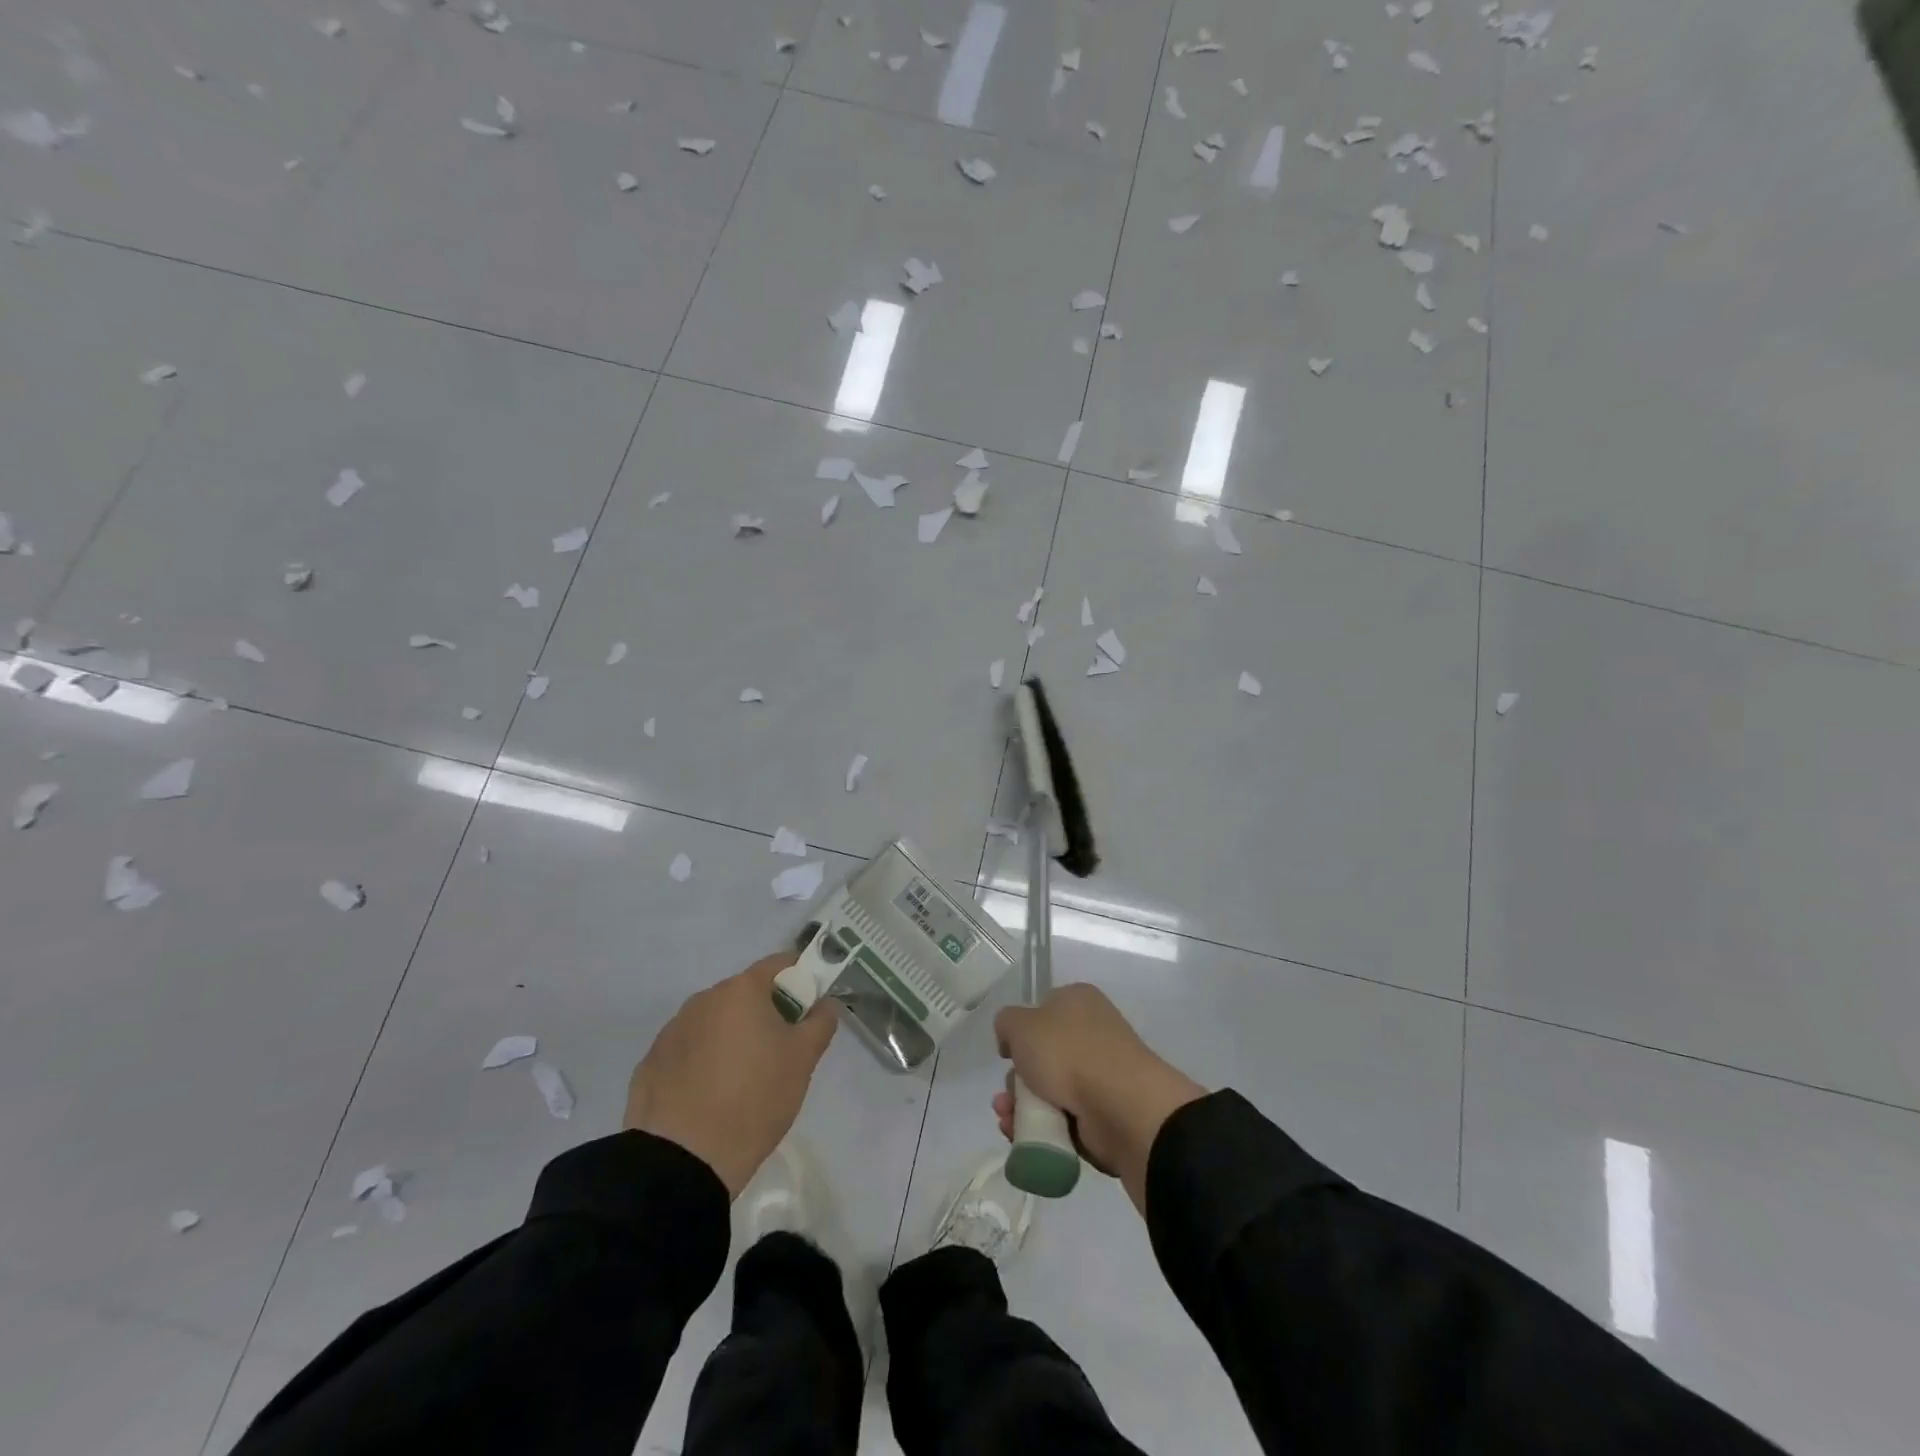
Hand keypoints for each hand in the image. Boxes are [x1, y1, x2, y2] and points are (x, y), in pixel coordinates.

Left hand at [624, 952, 836, 1197]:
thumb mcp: (803, 1060)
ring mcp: (672, 1030)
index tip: (808, 1010)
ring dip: (732, 1037)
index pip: (779, 964)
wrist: (682, 1161)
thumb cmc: (754, 1098)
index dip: (800, 980)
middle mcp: (703, 999)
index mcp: (741, 990)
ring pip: (715, 1022)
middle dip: (765, 1013)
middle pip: (745, 994)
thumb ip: (820, 1022)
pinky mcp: (651, 1063)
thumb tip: (824, 1003)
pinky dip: (703, 1062)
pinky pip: (688, 1050)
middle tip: (780, 1052)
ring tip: (742, 1081)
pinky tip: (709, 1097)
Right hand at [993, 984, 1205, 1212]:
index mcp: (1078, 1001)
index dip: (1021, 1032)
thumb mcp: (1021, 1024)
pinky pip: (1065, 1118)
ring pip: (1051, 1089)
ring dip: (1023, 1107)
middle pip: (1043, 1056)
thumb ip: (1006, 1023)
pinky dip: (1043, 1127)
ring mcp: (1101, 1074)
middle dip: (1017, 1080)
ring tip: (1009, 1122)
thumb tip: (1012, 1038)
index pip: (1043, 1010)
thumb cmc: (1068, 1052)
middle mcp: (1092, 1032)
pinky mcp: (1105, 1111)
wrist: (1120, 1105)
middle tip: (1006, 1096)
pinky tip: (1023, 1136)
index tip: (1007, 1054)